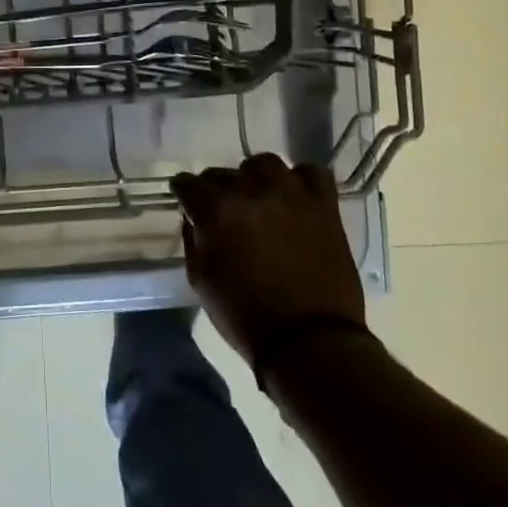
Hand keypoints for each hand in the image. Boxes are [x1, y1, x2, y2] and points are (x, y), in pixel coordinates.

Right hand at [171, 154, 364, 365]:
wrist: (309, 343)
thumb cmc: (245, 316)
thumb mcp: (200, 280)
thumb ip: (193, 239)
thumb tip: (195, 218)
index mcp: (216, 210)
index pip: (187, 183)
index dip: (183, 193)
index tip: (186, 203)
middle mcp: (252, 191)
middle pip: (222, 173)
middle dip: (215, 189)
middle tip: (221, 211)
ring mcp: (291, 194)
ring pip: (265, 164)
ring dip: (254, 177)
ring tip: (258, 196)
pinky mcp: (324, 206)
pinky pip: (312, 173)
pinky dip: (301, 180)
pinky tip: (294, 196)